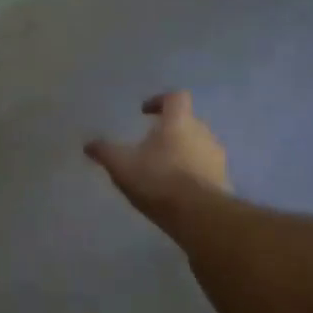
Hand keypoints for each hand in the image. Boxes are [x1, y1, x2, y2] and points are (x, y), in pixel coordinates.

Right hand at [85, 91, 230, 229]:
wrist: (198, 215)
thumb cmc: (158, 180)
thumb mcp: (122, 166)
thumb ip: (105, 152)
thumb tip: (88, 144)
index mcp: (179, 121)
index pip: (175, 97)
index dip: (159, 100)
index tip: (145, 112)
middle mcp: (203, 132)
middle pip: (188, 122)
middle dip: (170, 130)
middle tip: (151, 145)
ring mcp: (217, 157)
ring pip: (198, 145)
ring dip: (183, 152)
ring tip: (164, 170)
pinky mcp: (224, 180)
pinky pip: (206, 169)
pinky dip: (192, 173)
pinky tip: (178, 190)